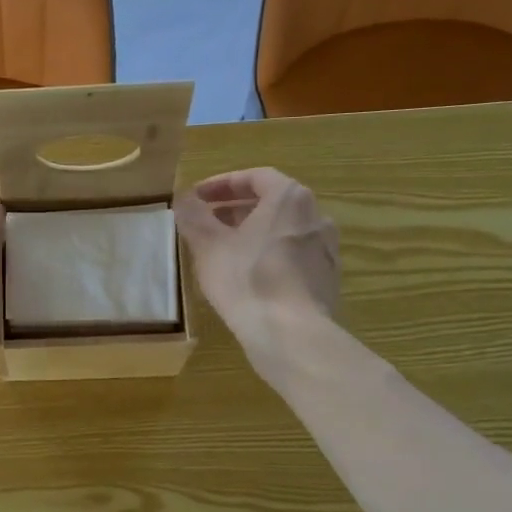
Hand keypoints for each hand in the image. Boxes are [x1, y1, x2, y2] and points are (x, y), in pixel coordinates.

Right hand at [174, 168, 339, 372]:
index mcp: (289, 198)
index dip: (222, 183)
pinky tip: (248, 277)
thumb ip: (194, 215)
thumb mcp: (208, 245)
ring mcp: (325, 249)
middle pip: (271, 203)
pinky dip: (269, 256)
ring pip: (283, 230)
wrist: (291, 334)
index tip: (198, 197)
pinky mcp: (327, 279)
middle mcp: (316, 216)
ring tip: (224, 250)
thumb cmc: (246, 280)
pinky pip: (292, 256)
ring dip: (253, 233)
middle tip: (208, 222)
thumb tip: (184, 197)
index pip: (255, 177)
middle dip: (236, 209)